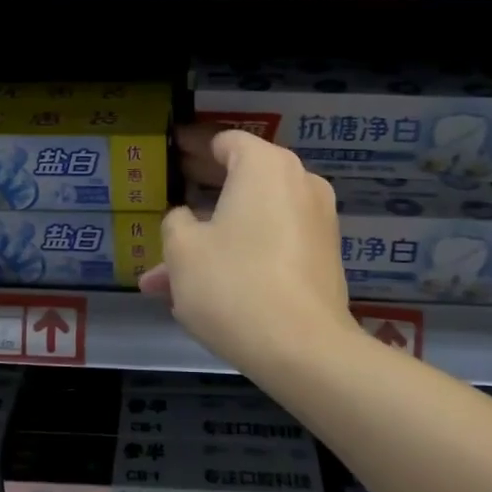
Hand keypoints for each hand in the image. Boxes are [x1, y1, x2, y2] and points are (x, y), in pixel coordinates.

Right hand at [139, 128, 352, 363]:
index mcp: (265, 166)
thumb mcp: (182, 251)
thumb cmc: (234, 285)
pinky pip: (273, 244)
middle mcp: (299, 183)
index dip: (192, 148)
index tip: (171, 155)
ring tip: (168, 277)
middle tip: (168, 208)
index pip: (224, 141)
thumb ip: (176, 222)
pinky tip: (205, 291)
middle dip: (198, 200)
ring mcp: (317, 221)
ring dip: (213, 240)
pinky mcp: (323, 258)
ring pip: (252, 221)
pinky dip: (242, 256)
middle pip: (241, 179)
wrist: (304, 350)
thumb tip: (186, 219)